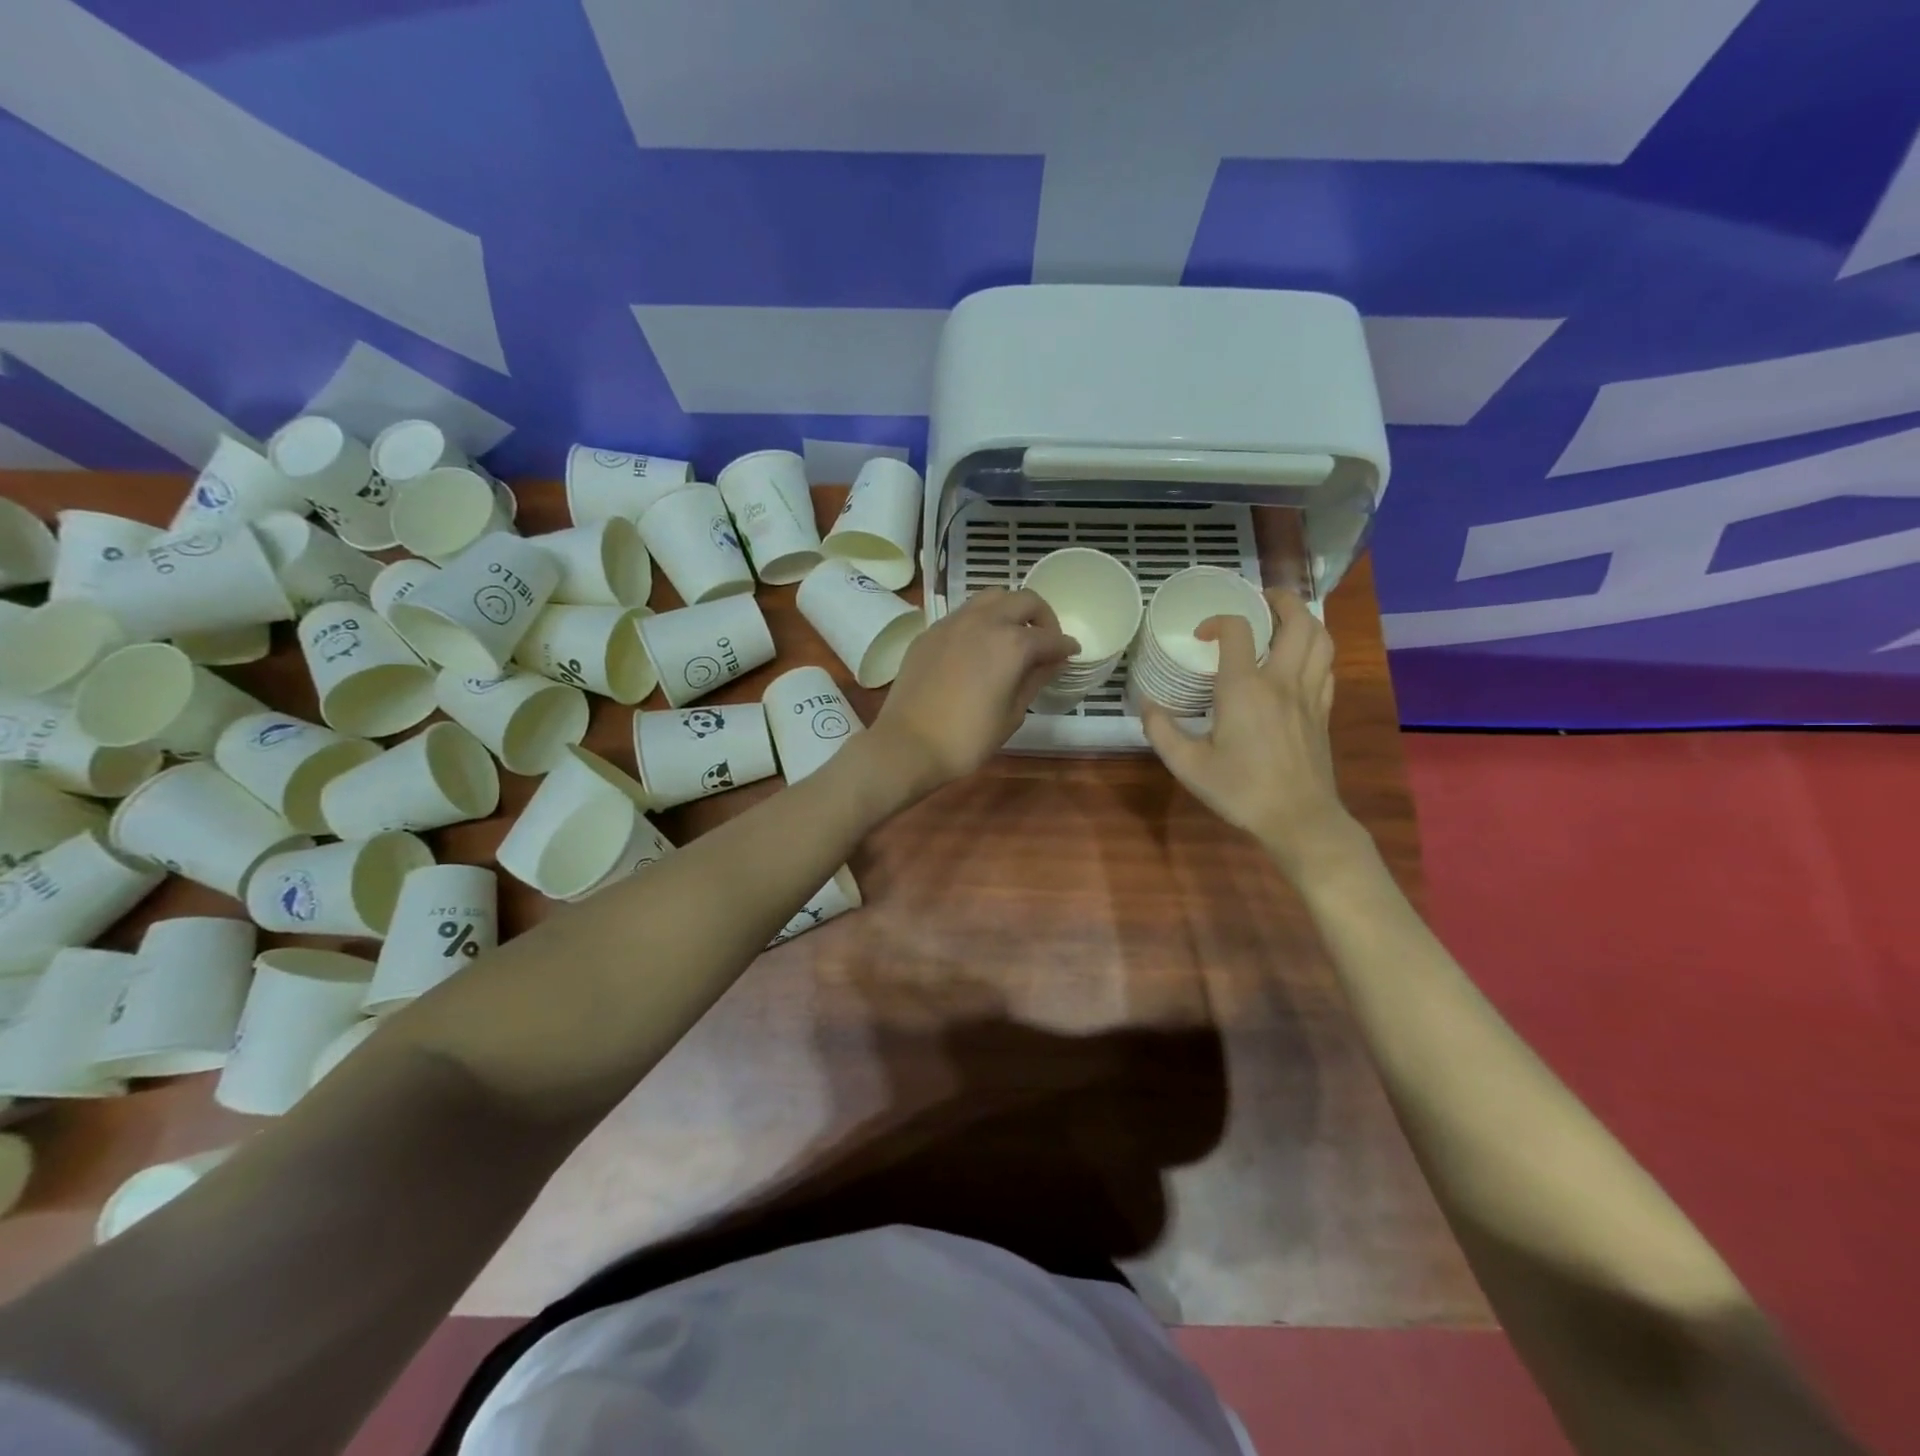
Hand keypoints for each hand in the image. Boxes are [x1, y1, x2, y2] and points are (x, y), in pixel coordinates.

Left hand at [873, 589, 1077, 789]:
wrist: (908, 744)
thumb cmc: (968, 738)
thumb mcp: (1012, 714)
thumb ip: (1035, 680)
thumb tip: (1051, 662)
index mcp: (1012, 643)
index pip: (1049, 637)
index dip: (1065, 646)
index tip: (1072, 653)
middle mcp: (984, 622)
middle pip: (1023, 600)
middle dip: (1042, 616)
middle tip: (1045, 640)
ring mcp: (953, 623)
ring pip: (991, 598)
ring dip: (1009, 610)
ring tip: (1012, 636)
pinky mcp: (930, 632)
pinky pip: (963, 614)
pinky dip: (981, 621)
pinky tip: (979, 646)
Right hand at [1141, 590, 1360, 879]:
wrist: (1299, 819)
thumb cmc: (1241, 791)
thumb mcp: (1188, 765)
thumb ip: (1161, 730)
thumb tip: (1146, 704)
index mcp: (1245, 689)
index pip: (1237, 631)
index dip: (1217, 622)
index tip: (1201, 637)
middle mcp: (1282, 682)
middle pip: (1297, 622)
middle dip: (1280, 601)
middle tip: (1261, 599)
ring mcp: (1309, 695)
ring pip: (1320, 640)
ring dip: (1305, 620)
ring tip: (1286, 618)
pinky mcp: (1323, 712)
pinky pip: (1326, 667)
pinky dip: (1315, 651)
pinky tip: (1301, 659)